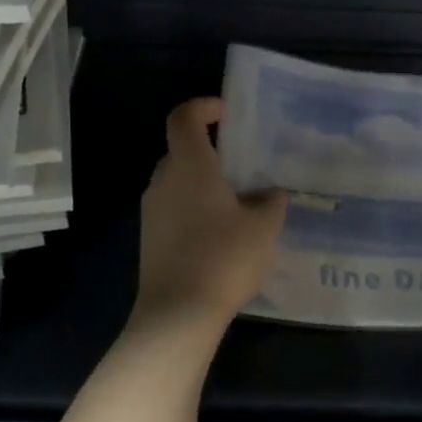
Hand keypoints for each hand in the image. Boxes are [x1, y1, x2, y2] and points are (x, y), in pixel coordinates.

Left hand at [133, 97, 287, 334]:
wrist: (178, 314)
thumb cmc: (224, 258)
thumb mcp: (264, 227)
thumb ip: (271, 201)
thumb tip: (271, 192)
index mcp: (189, 166)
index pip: (184, 117)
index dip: (204, 107)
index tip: (228, 113)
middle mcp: (163, 181)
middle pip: (181, 150)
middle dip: (211, 152)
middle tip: (244, 166)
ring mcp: (152, 211)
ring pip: (178, 182)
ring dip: (204, 184)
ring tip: (239, 204)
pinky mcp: (150, 239)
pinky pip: (174, 209)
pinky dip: (195, 209)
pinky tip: (222, 235)